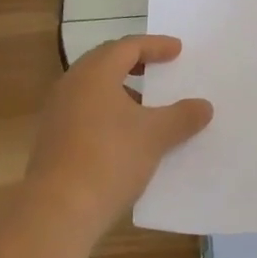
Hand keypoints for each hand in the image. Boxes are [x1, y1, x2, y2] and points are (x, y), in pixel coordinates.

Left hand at [26, 35, 212, 235]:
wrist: (56, 212)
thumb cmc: (109, 159)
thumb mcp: (155, 136)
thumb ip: (182, 116)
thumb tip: (204, 106)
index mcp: (95, 73)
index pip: (128, 46)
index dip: (155, 45)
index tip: (178, 50)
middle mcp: (72, 84)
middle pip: (106, 61)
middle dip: (134, 62)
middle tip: (158, 67)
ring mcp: (57, 112)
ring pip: (93, 88)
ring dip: (120, 89)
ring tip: (144, 104)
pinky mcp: (51, 139)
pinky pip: (84, 111)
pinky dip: (106, 112)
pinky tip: (123, 135)